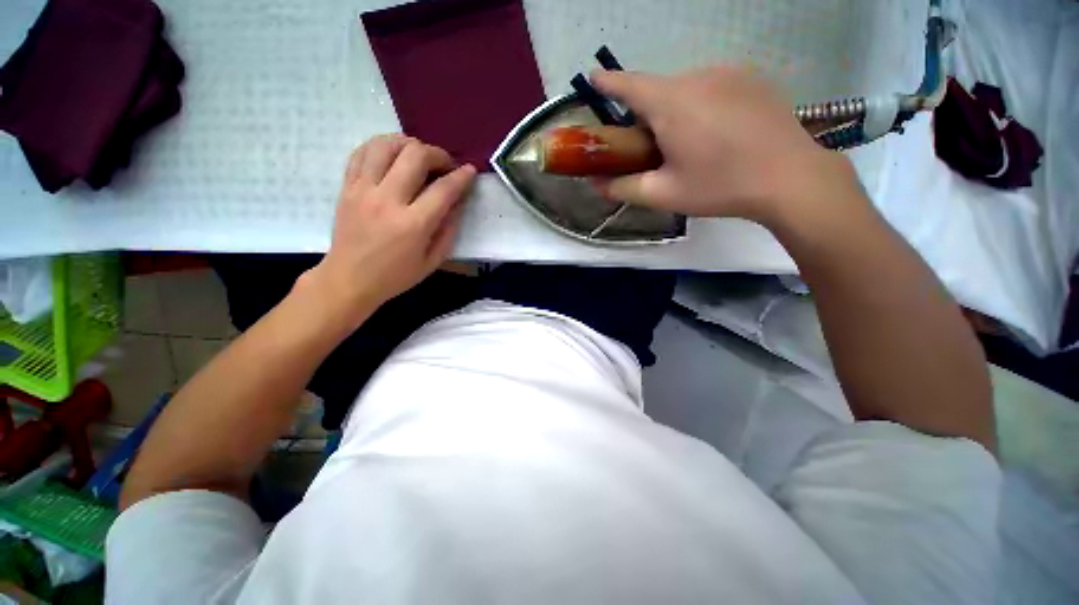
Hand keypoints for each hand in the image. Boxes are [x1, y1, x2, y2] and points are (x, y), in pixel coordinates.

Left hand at [304, 134, 476, 325]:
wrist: (349, 279)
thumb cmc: (396, 276)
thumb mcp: (432, 261)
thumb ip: (449, 230)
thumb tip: (457, 202)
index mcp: (413, 224)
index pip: (443, 189)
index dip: (462, 176)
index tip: (470, 171)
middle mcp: (387, 200)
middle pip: (415, 156)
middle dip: (438, 154)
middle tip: (446, 165)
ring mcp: (363, 189)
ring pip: (386, 145)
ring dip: (409, 143)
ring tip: (419, 155)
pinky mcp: (347, 186)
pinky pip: (362, 152)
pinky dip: (381, 146)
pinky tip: (393, 155)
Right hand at [591, 66, 863, 228]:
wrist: (789, 177)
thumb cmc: (719, 186)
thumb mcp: (663, 194)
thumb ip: (623, 188)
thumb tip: (596, 184)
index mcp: (671, 103)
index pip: (628, 84)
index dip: (607, 82)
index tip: (593, 79)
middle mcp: (697, 76)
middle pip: (657, 90)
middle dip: (646, 114)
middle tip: (651, 148)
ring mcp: (729, 72)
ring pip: (685, 88)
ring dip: (675, 111)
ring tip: (690, 145)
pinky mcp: (752, 77)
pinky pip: (712, 86)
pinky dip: (702, 105)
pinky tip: (717, 133)